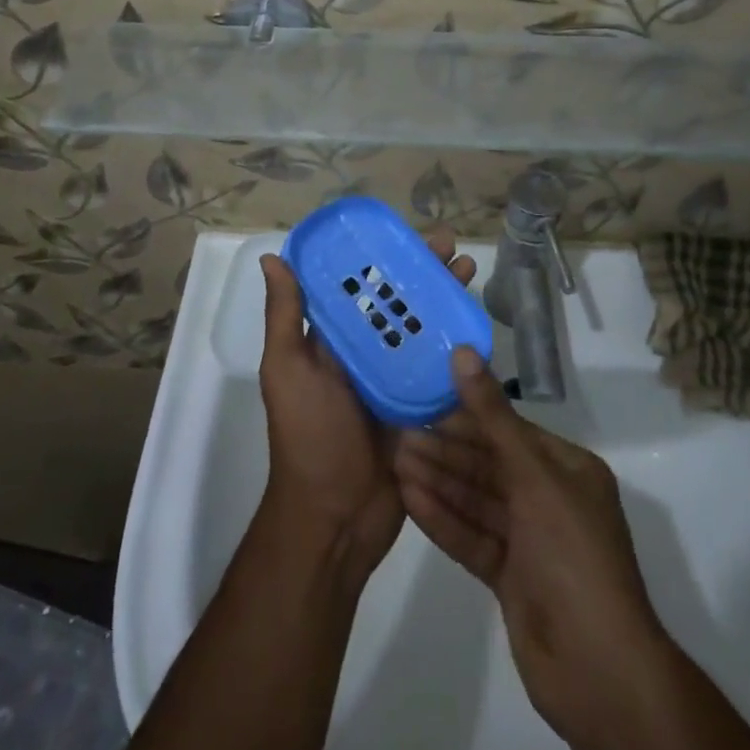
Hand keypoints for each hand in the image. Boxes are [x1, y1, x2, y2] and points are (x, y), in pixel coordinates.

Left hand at [258, 233, 475, 578]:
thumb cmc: (308, 435)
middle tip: (452, 246)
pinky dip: (457, 344)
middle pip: (398, 302)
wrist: (335, 517)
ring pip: (423, 328)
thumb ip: (284, 317)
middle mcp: (365, 353)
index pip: (359, 286)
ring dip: (444, 298)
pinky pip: (440, 367)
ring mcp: (395, 380)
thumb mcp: (287, 370)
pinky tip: (477, 321)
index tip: (404, 232)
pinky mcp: (420, 406)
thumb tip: (272, 257)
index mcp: (332, 340)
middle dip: (423, 272)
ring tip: (469, 269)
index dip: (380, 257)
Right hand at [396, 349, 749, 749]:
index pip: (509, 430)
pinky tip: (410, 500)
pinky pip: (473, 537)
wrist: (599, 671)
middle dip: (446, 451)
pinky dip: (444, 520)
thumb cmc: (572, 556)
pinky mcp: (511, 577)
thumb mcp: (534, 477)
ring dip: (439, 482)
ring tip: (396, 462)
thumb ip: (492, 418)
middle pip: (489, 465)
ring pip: (477, 501)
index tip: (424, 398)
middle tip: (399, 433)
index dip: (467, 414)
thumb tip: (463, 353)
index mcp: (567, 469)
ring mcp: (530, 541)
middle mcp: (549, 498)